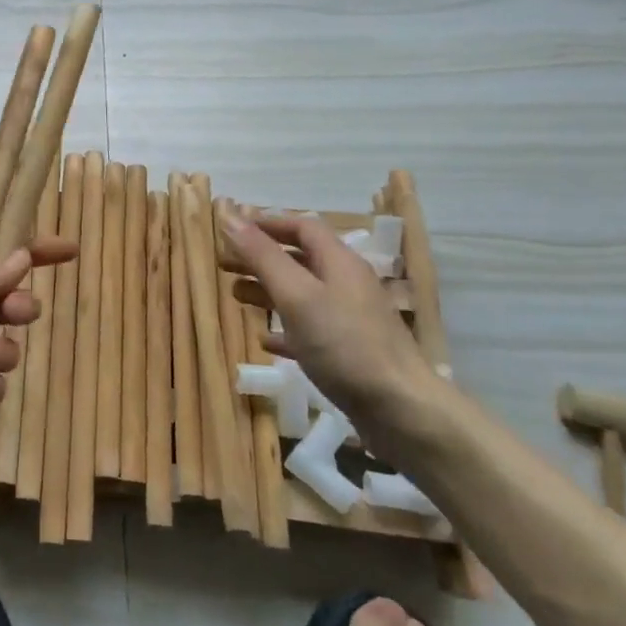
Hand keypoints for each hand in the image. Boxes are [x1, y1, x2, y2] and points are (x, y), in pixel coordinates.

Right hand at [220, 209, 445, 457]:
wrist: (401, 411)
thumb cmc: (344, 345)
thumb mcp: (296, 295)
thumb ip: (262, 256)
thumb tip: (228, 214)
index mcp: (339, 263)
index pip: (302, 227)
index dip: (267, 224)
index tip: (232, 230)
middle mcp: (346, 284)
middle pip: (299, 259)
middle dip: (260, 258)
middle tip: (223, 263)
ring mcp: (350, 320)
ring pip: (302, 294)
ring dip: (267, 290)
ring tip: (235, 295)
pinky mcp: (348, 352)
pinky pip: (309, 330)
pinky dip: (283, 328)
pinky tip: (264, 339)